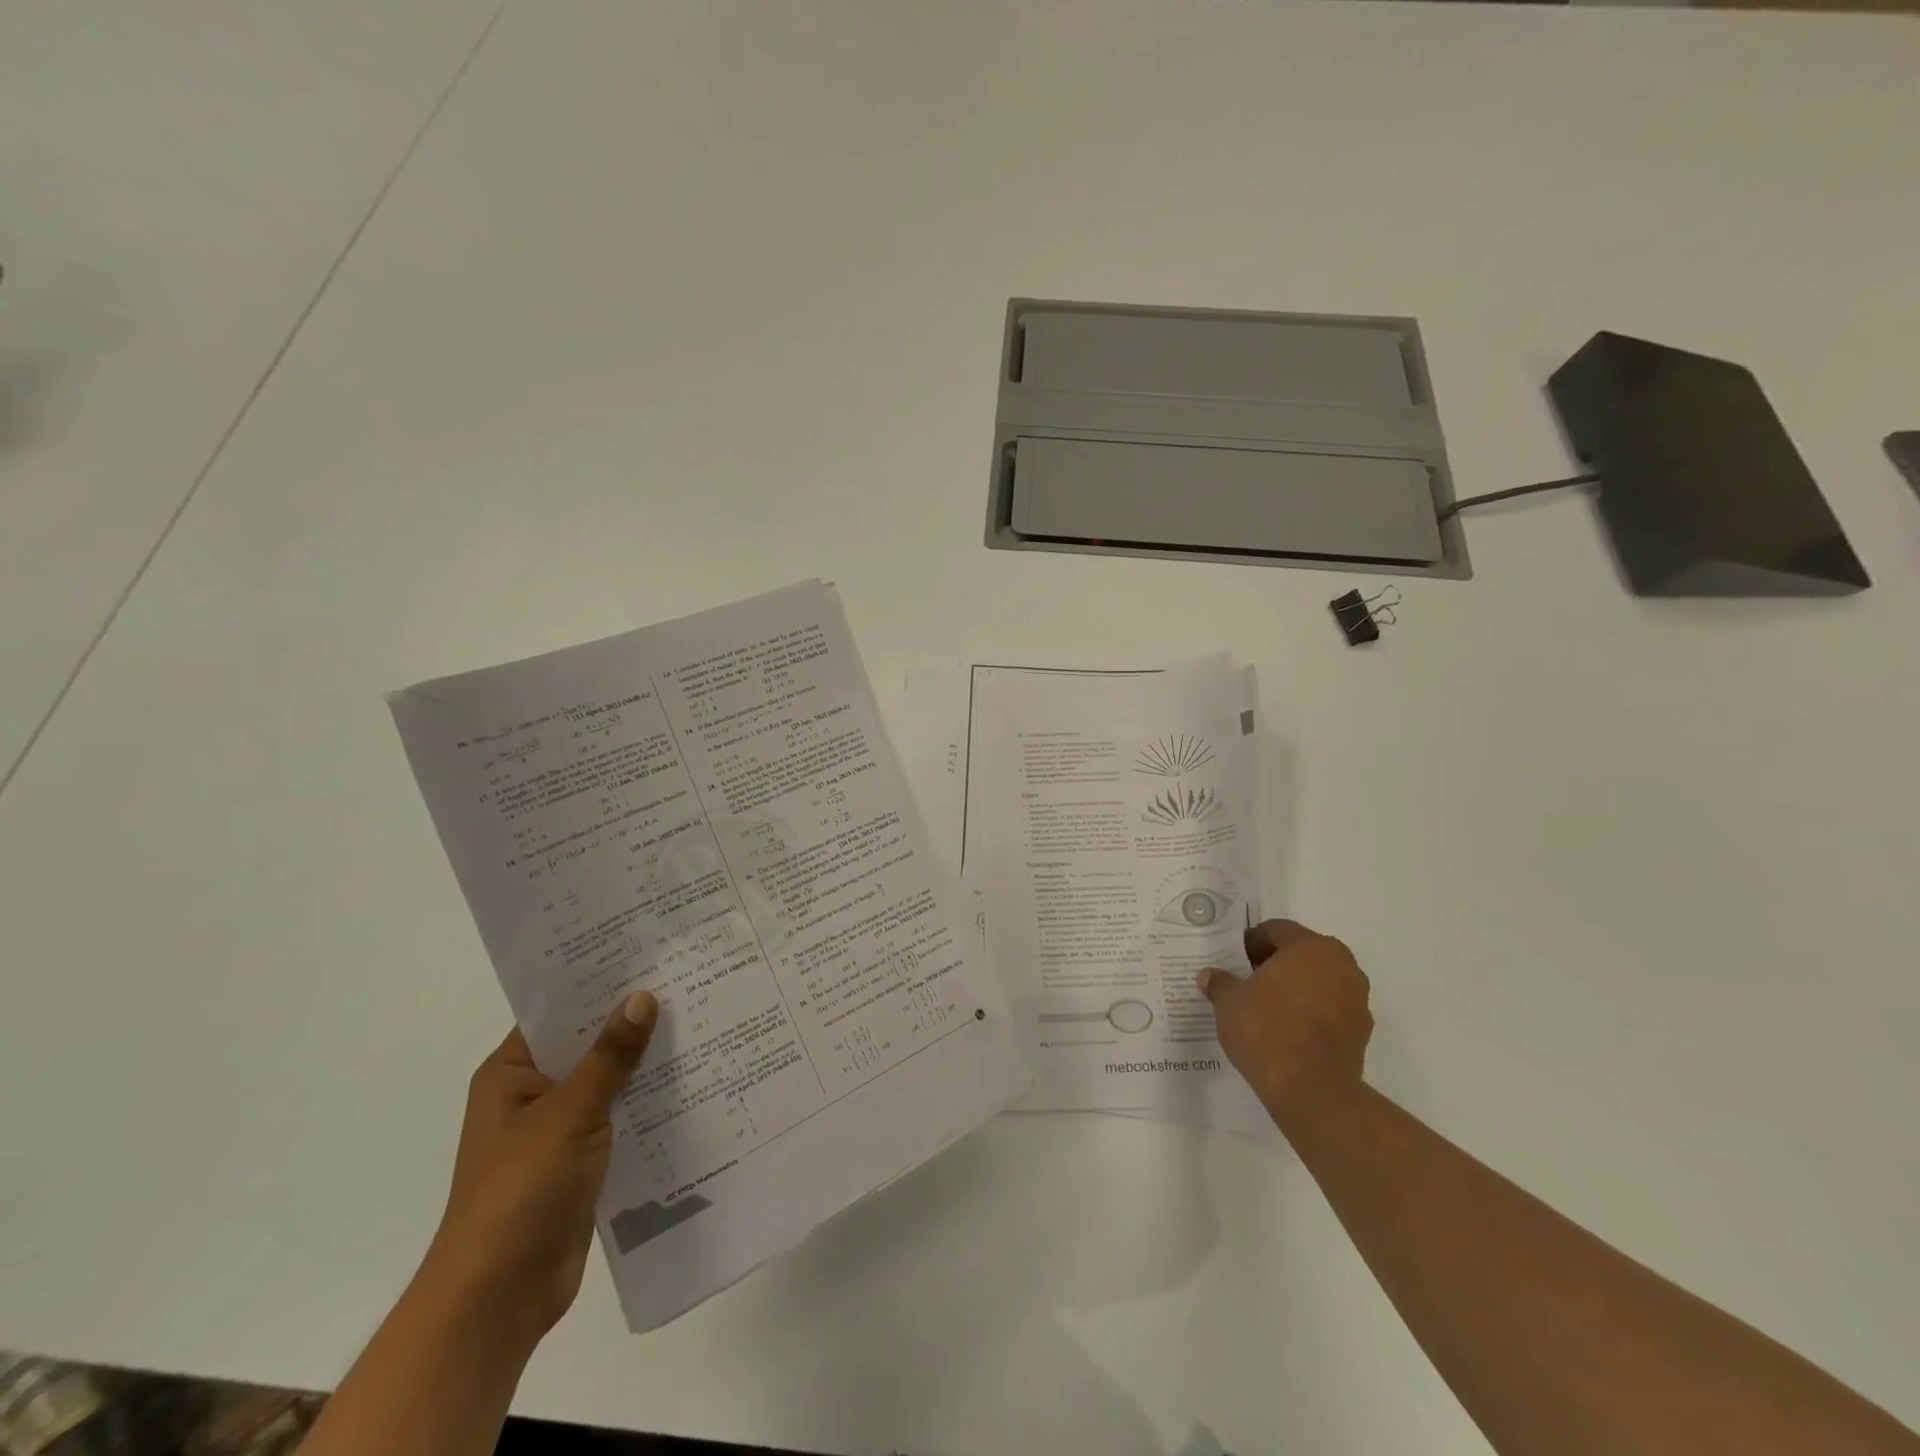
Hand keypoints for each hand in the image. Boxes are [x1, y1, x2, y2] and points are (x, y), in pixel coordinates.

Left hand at [421, 991, 659, 1343]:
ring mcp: (558, 1129)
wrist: (499, 1298)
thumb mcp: (569, 1114)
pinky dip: (649, 1101)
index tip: (650, 956)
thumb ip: (609, 1056)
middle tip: (689, 983)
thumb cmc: (520, 1192)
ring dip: (646, 1063)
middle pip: (588, 1044)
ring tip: (702, 1022)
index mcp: (511, 1074)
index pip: (559, 1012)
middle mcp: (533, 1094)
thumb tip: (643, 996)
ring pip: (609, 1081)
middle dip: (633, 1022)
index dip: (601, 984)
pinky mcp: (582, 1160)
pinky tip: (693, 1081)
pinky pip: (620, 1116)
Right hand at [1198, 919, 1372, 1114]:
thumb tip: (1209, 976)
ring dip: (1297, 987)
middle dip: (1276, 963)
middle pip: (1302, 953)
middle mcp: (1341, 964)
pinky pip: (1331, 1008)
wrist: (1312, 1091)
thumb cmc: (1267, 1030)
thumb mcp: (1229, 1002)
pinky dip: (1312, 1012)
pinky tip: (1288, 1030)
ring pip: (1320, 980)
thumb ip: (1220, 982)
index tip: (1233, 960)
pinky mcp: (1362, 1031)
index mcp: (1310, 947)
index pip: (1276, 930)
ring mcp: (1357, 998)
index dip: (1251, 942)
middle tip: (1248, 981)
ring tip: (1267, 1007)